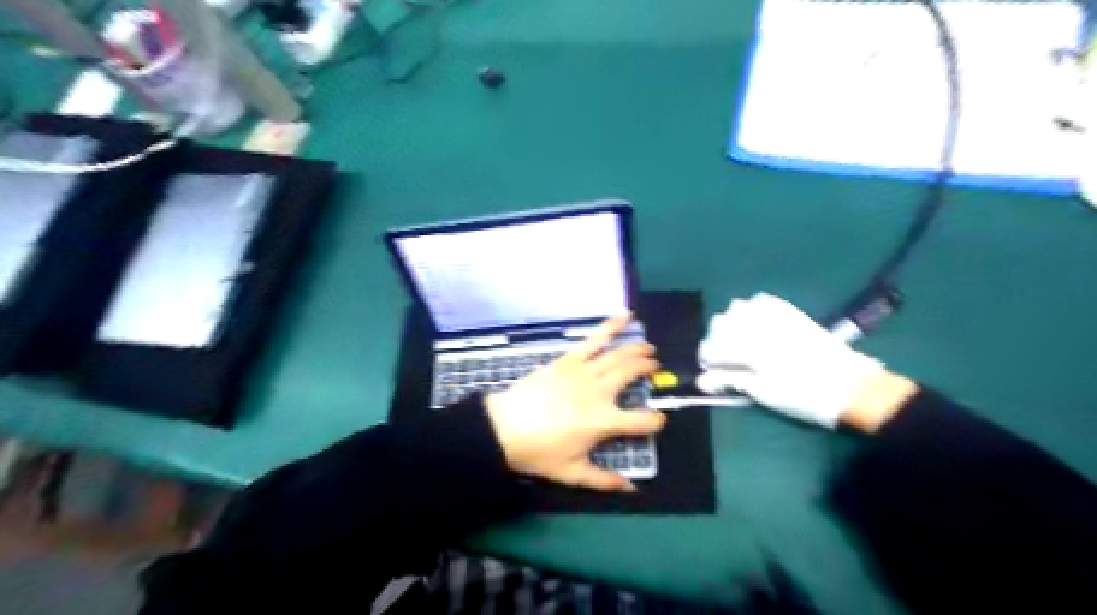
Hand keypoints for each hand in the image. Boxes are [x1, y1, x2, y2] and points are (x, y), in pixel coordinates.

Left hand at [489, 316, 669, 493]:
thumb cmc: (538, 452)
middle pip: (633, 374)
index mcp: (603, 422)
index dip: (655, 421)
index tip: (657, 421)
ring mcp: (584, 372)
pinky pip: (594, 339)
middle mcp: (599, 392)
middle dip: (649, 370)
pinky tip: (626, 315)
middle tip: (654, 369)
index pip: (643, 420)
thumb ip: (604, 480)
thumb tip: (632, 489)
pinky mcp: (568, 359)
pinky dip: (611, 325)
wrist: (503, 428)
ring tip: (649, 348)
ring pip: (619, 355)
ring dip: (638, 349)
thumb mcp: (572, 473)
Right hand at [698, 292, 884, 426]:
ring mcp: (775, 314)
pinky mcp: (790, 312)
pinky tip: (755, 324)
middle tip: (724, 360)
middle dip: (716, 340)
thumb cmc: (804, 396)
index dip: (707, 361)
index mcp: (749, 346)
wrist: (852, 387)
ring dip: (731, 323)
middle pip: (720, 323)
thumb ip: (730, 381)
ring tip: (737, 341)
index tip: (711, 373)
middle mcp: (757, 324)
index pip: (712, 347)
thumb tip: (701, 381)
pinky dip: (751, 311)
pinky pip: (761, 301)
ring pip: (737, 308)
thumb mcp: (764, 393)